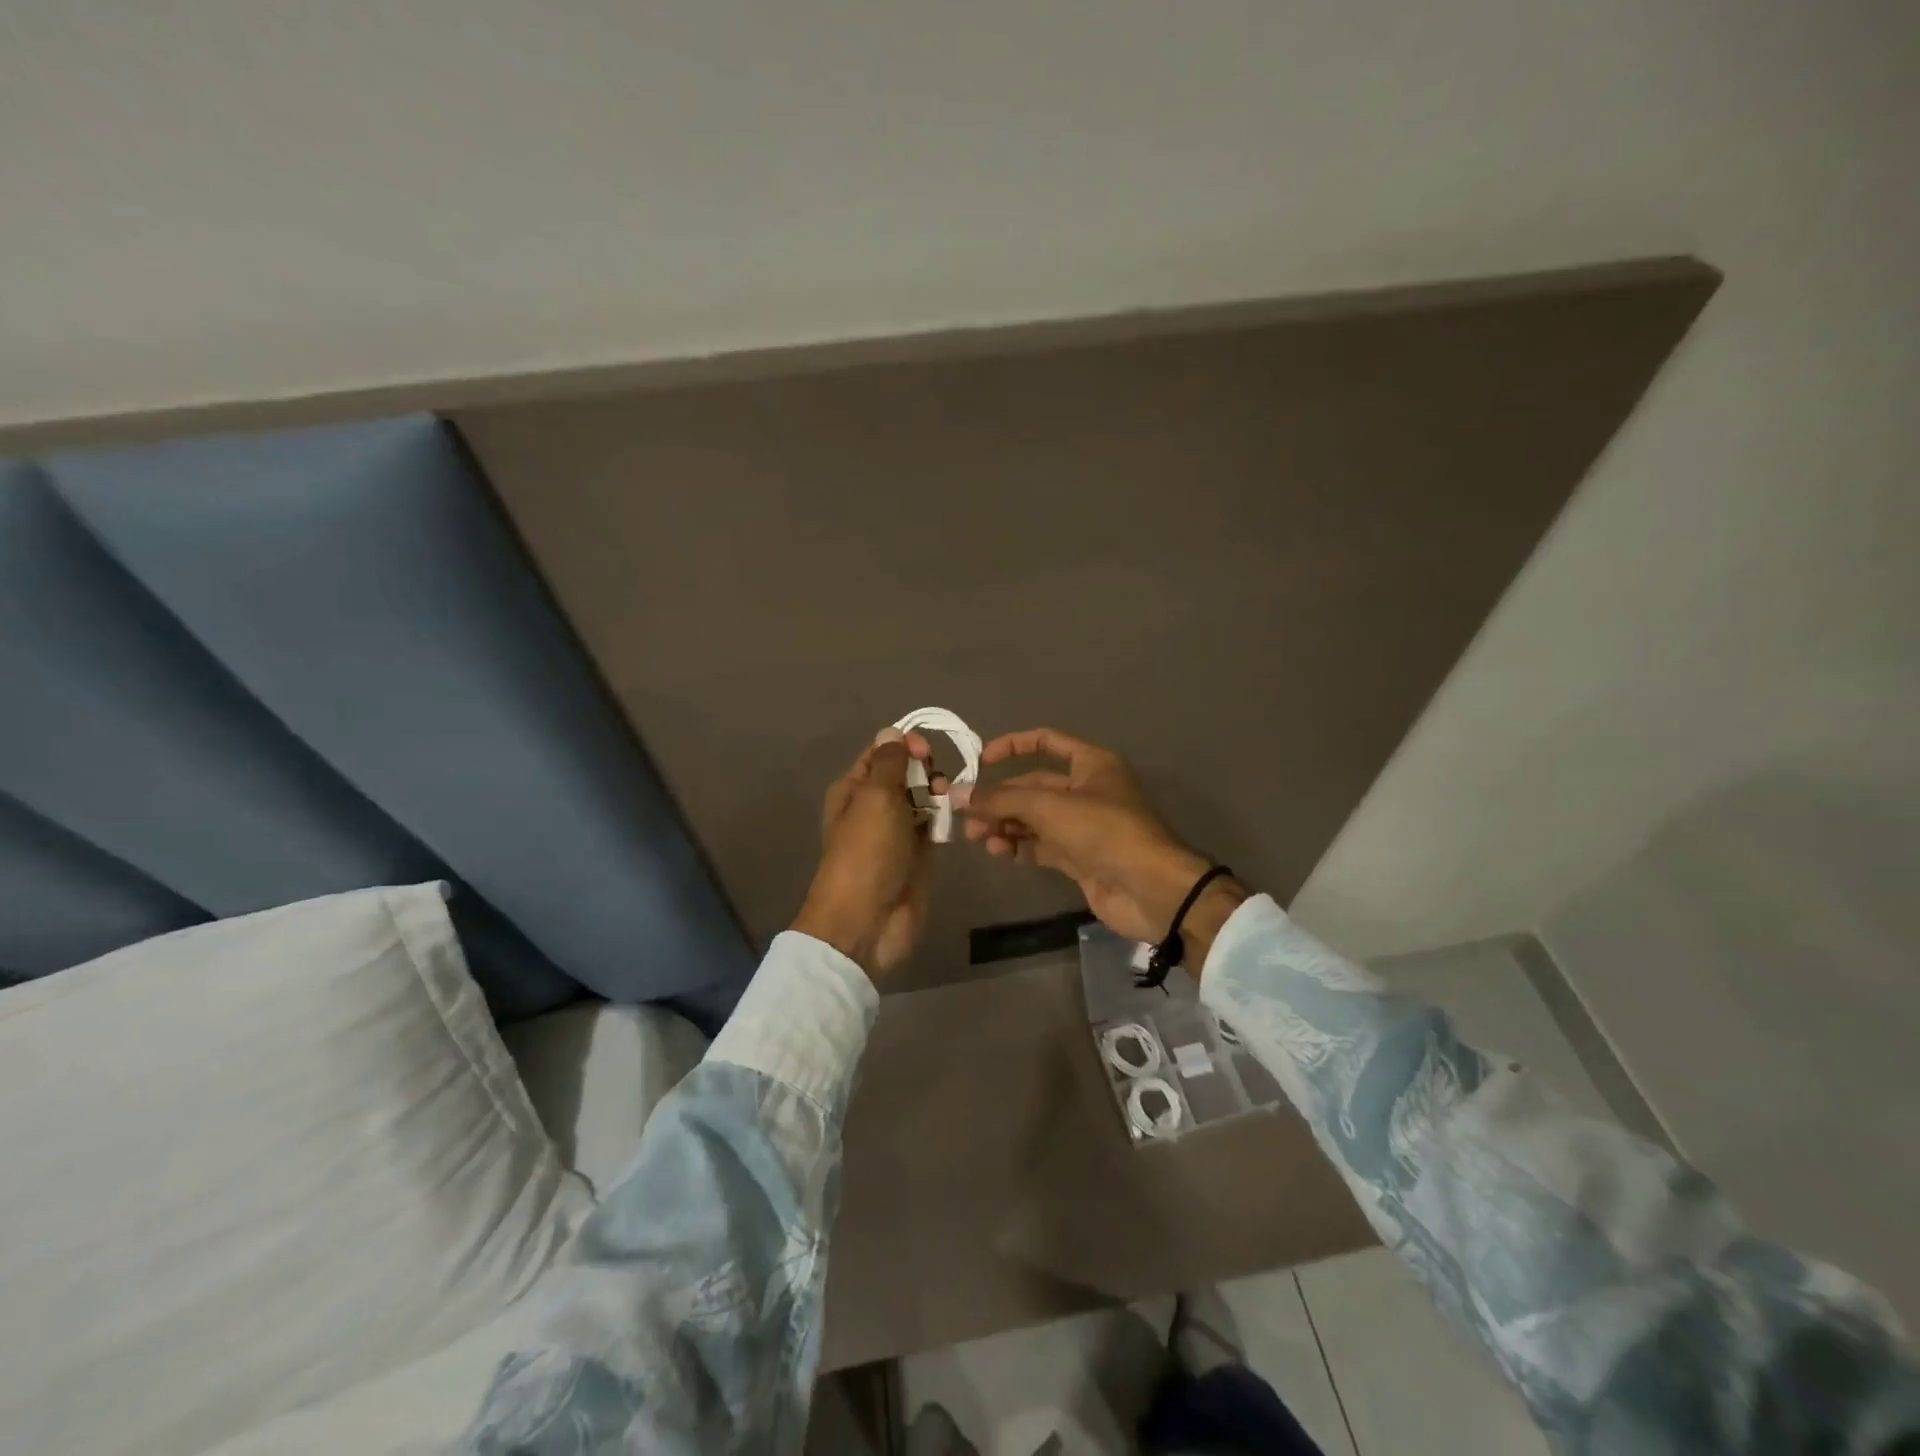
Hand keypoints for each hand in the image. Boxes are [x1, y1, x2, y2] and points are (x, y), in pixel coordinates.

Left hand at [791, 728, 940, 976]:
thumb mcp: (875, 797)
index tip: (925, 751)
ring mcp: (896, 832)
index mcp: (853, 789)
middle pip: (905, 775)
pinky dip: (944, 820)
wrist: (867, 920)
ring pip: (922, 800)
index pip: (882, 754)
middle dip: (925, 771)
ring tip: (948, 803)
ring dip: (938, 795)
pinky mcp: (917, 855)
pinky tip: (953, 821)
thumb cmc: (867, 852)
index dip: (904, 746)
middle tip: (937, 784)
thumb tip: (891, 732)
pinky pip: (933, 827)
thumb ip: (889, 763)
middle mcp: (874, 807)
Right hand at [962, 728, 1245, 963]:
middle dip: (1000, 798)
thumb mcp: (1050, 807)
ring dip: (1004, 824)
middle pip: (1033, 786)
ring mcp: (1083, 826)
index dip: (1012, 745)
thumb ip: (1001, 800)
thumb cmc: (1104, 831)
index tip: (980, 761)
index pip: (1046, 741)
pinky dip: (1019, 846)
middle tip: (966, 814)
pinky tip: (998, 851)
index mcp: (1091, 764)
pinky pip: (1040, 845)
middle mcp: (1086, 790)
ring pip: (1034, 818)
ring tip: (977, 837)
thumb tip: (957, 795)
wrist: (1151, 890)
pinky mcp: (1079, 858)